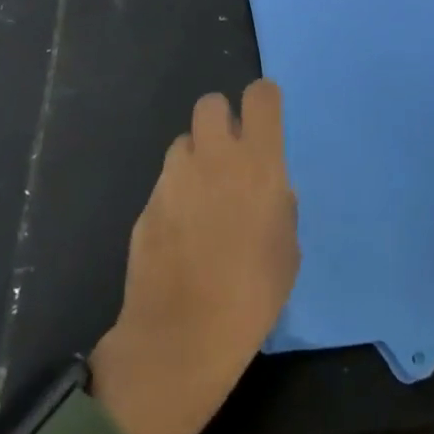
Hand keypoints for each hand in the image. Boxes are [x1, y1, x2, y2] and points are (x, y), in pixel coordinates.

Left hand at [90, 80, 298, 433]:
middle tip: (229, 154)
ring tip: (202, 198)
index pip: (260, 95)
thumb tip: (268, 191)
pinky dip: (175, 196)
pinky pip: (165, 183)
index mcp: (258, 162)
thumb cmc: (252, 294)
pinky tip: (180, 234)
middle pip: (211, 103)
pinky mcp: (146, 205)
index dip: (263, 101)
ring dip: (195, 159)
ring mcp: (174, 179)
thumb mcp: (287, 247)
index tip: (265, 121)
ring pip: (183, 142)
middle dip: (221, 120)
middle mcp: (214, 157)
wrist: (182, 338)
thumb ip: (279, 204)